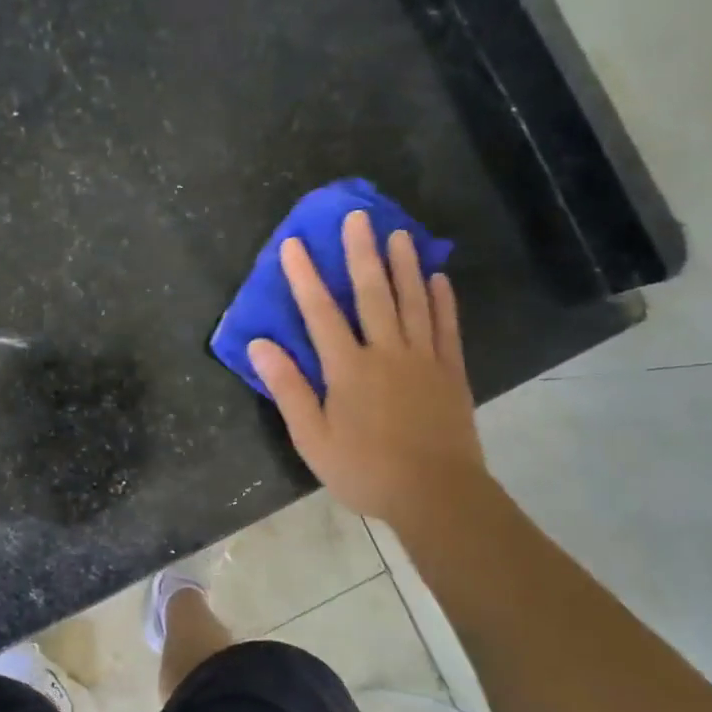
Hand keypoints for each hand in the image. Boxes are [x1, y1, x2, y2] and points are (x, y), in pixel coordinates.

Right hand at [248, 210, 484, 529]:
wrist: (437, 494)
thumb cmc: (365, 470)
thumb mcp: (312, 438)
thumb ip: (288, 389)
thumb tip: (260, 345)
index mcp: (348, 369)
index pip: (321, 313)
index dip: (305, 277)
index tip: (294, 244)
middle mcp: (386, 352)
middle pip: (372, 294)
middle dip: (361, 253)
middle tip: (358, 216)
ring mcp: (423, 360)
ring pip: (413, 302)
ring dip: (404, 266)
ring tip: (399, 233)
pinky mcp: (451, 373)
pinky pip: (446, 328)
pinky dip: (443, 301)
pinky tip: (439, 279)